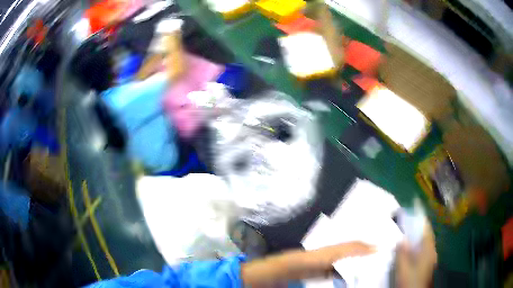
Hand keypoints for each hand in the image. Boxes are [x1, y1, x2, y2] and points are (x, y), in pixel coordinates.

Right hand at [396, 222, 436, 287]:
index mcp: (428, 248)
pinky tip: (411, 251)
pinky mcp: (428, 265)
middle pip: (426, 236)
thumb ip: (402, 253)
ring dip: (417, 239)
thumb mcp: (403, 268)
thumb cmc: (410, 279)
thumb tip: (401, 239)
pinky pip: (423, 251)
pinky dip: (418, 247)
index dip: (420, 219)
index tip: (414, 211)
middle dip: (418, 229)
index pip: (426, 229)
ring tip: (407, 236)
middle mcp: (432, 251)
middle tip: (407, 224)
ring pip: (425, 244)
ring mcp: (431, 258)